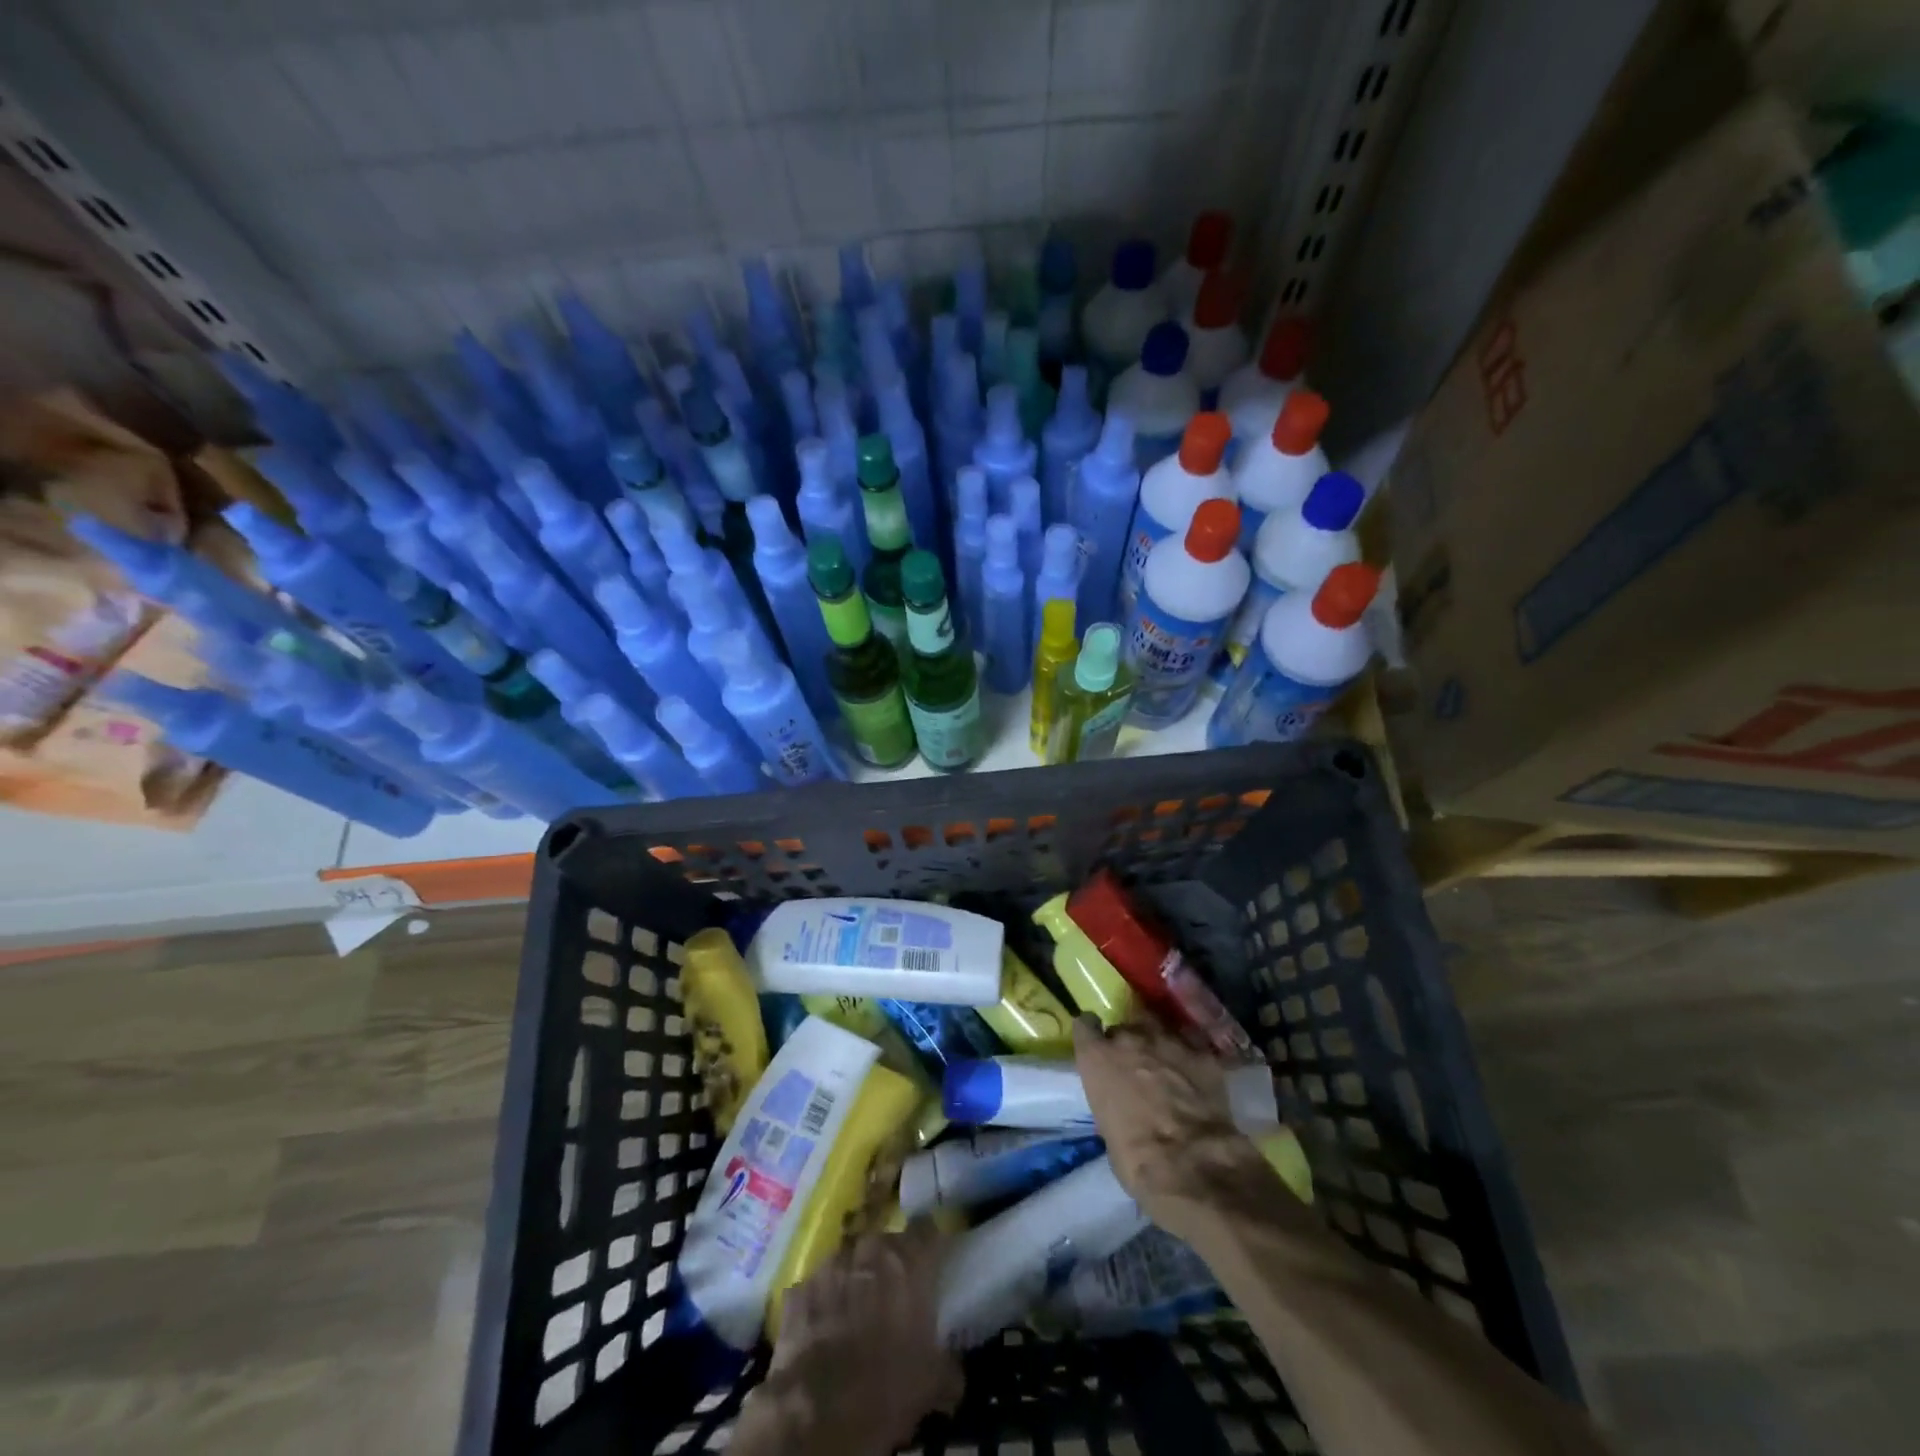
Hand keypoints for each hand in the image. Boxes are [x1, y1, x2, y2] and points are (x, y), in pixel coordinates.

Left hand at [758, 1224, 961, 1453]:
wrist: (817, 1413)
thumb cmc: (886, 1387)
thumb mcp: (933, 1382)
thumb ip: (947, 1364)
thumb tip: (952, 1374)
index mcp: (909, 1261)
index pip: (927, 1230)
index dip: (929, 1245)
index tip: (931, 1261)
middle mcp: (870, 1249)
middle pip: (884, 1244)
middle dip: (888, 1265)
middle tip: (891, 1296)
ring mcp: (830, 1265)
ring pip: (848, 1262)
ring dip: (853, 1280)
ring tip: (853, 1314)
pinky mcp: (798, 1289)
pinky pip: (816, 1288)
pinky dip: (822, 1302)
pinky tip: (822, 1330)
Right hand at [1073, 1015, 1261, 1231]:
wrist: (1192, 1163)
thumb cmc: (1136, 1158)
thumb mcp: (1107, 1128)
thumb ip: (1111, 1100)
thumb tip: (1122, 1101)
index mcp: (1098, 1057)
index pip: (1085, 1025)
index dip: (1092, 1035)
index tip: (1097, 1045)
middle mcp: (1130, 1038)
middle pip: (1125, 1026)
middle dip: (1130, 1042)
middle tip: (1137, 1064)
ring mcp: (1168, 1041)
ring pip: (1159, 1029)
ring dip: (1159, 1045)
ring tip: (1168, 1067)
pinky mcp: (1202, 1053)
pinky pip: (1191, 1045)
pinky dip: (1190, 1058)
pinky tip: (1196, 1077)